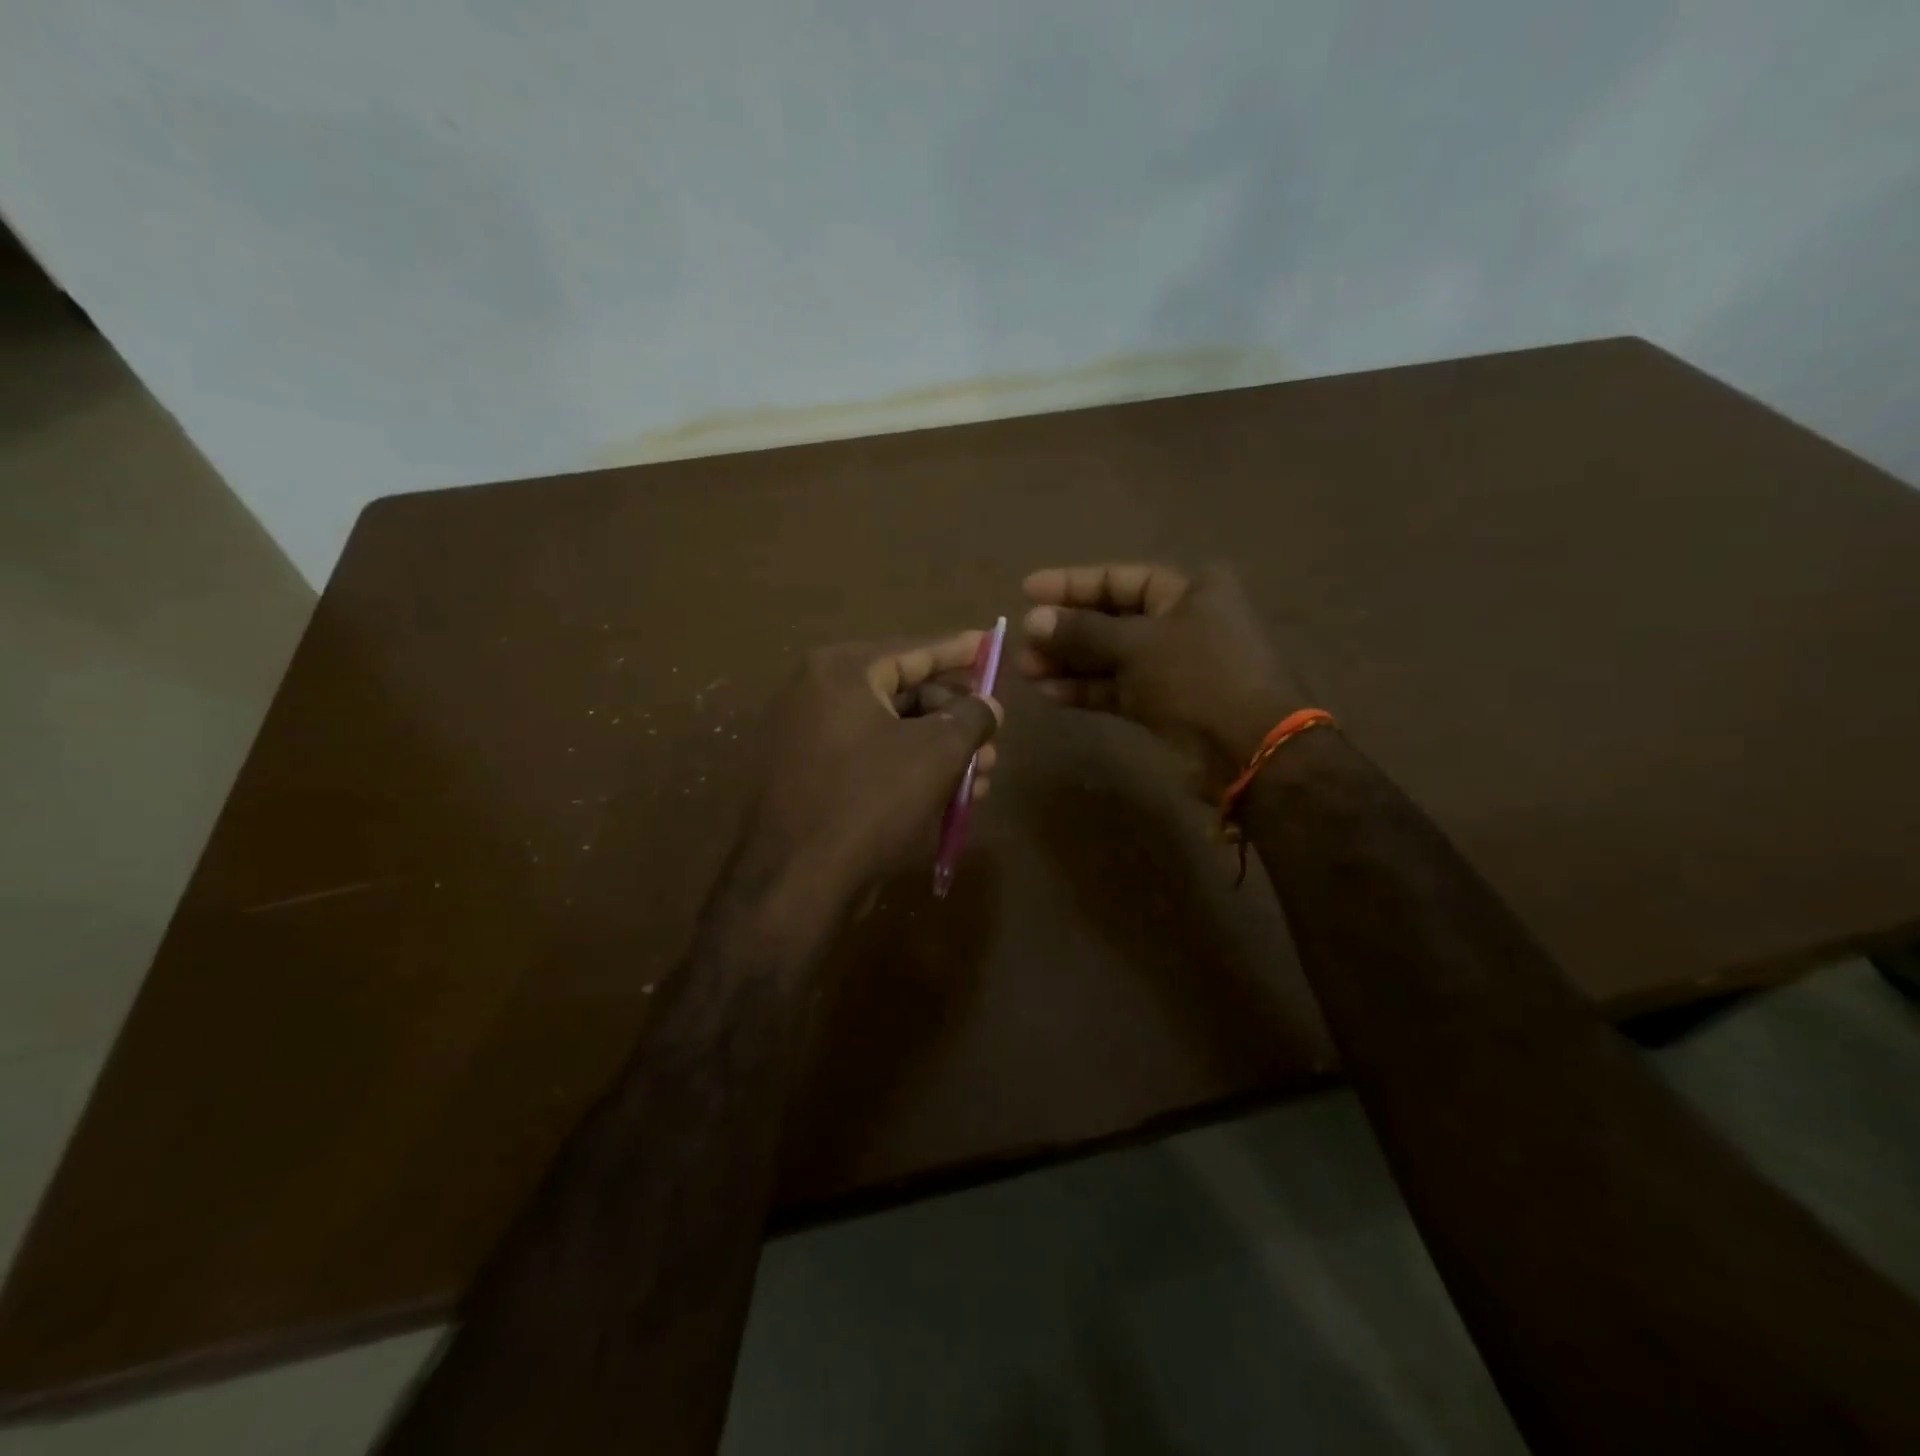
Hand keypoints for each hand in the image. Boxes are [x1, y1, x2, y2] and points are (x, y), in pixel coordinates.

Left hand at [733, 633, 1001, 915]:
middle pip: (904, 693)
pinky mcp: (808, 776)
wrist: (796, 882)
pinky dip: (909, 769)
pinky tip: (948, 796)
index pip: (914, 650)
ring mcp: (807, 736)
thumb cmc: (871, 802)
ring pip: (891, 731)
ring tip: (982, 777)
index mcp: (842, 671)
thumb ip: (971, 717)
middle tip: (994, 740)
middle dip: (955, 718)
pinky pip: (870, 758)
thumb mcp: (937, 753)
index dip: (959, 650)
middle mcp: (817, 693)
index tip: (990, 642)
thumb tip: (988, 705)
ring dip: (940, 751)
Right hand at [1019, 563, 1308, 795]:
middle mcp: (1180, 622)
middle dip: (1065, 630)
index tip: (1028, 590)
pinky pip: (1115, 689)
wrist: (1249, 750)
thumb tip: (1032, 620)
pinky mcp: (1162, 704)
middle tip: (1022, 640)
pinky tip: (1049, 692)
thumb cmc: (1199, 678)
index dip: (1072, 584)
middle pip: (1111, 619)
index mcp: (1190, 591)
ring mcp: (1171, 666)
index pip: (1120, 579)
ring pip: (1109, 657)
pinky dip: (1085, 689)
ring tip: (1025, 669)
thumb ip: (1083, 632)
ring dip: (1068, 662)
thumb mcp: (1138, 645)